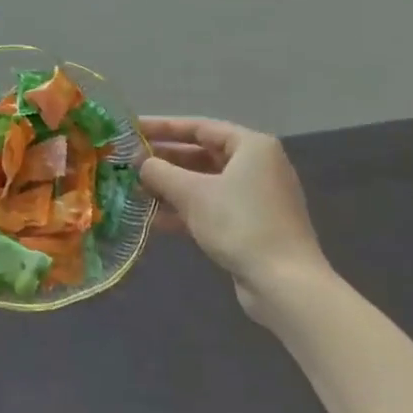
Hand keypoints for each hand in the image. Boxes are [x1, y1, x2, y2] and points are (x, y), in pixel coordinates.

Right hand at [137, 118, 330, 322]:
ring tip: (135, 190)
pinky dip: (185, 210)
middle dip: (164, 161)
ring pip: (204, 184)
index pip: (199, 127)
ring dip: (170, 187)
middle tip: (128, 162)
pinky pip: (212, 207)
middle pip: (201, 155)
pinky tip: (154, 219)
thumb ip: (160, 172)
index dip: (162, 127)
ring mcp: (255, 198)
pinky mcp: (251, 225)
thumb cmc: (239, 224)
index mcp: (251, 147)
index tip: (132, 130)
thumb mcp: (192, 193)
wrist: (285, 285)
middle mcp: (257, 166)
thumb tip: (140, 163)